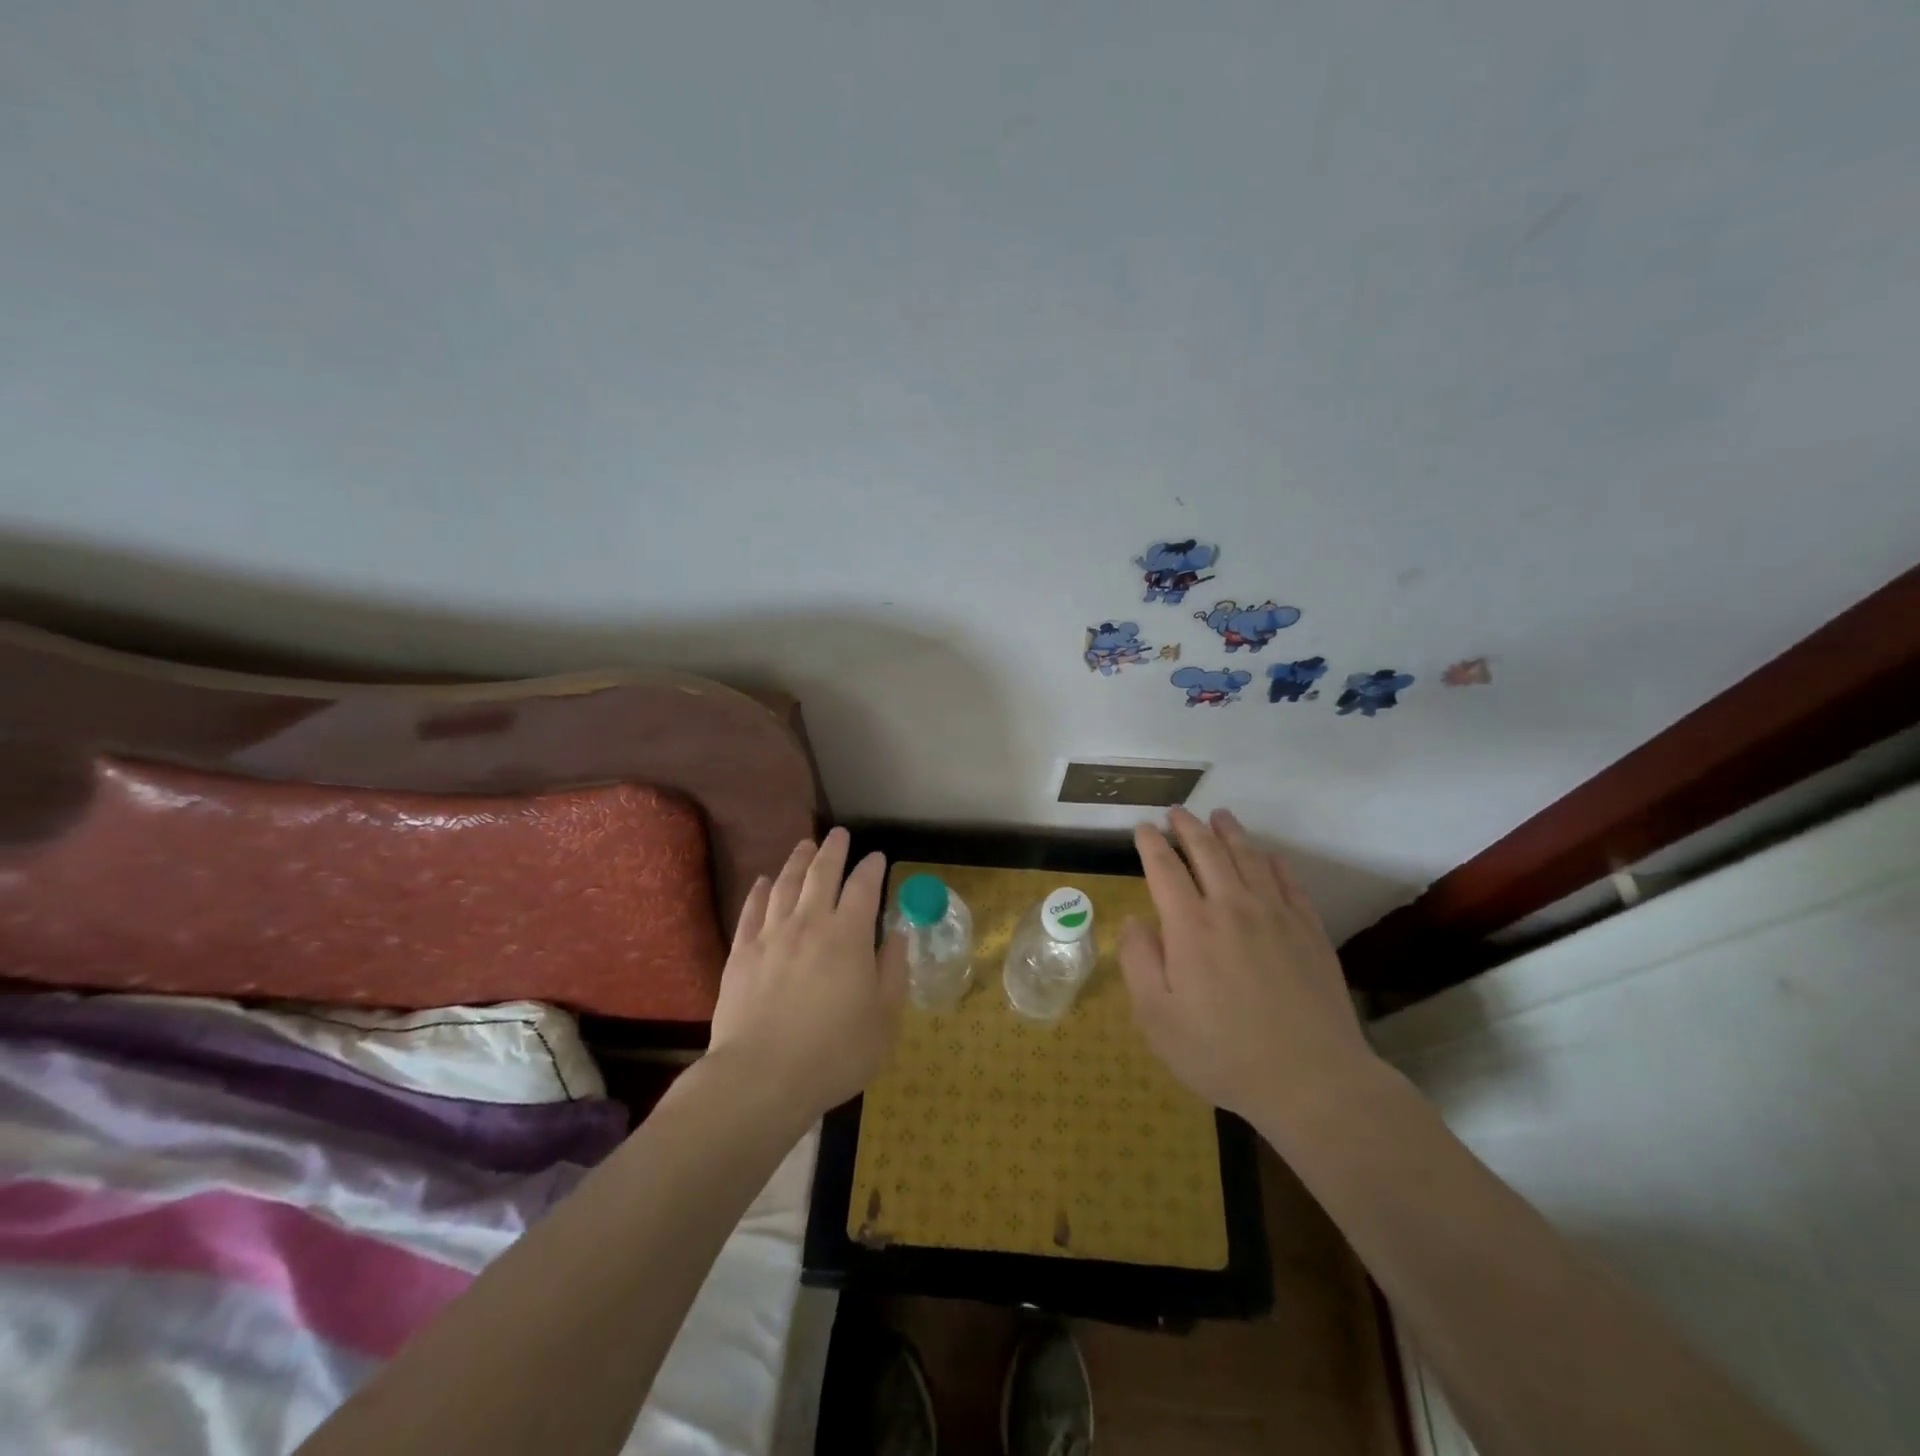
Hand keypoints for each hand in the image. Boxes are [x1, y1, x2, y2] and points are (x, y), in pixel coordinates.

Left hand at [708, 828, 906, 1117]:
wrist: (761, 1077)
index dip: (871, 868)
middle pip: (821, 874)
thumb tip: (898, 934)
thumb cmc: (834, 1052)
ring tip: (805, 846)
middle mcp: (809, 923)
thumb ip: (893, 971)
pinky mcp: (740, 953)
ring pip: (785, 884)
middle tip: (839, 834)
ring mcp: (771, 936)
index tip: (876, 857)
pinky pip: (752, 910)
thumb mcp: (884, 1019)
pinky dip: (760, 891)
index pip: (863, 887)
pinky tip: (764, 881)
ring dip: (797, 861)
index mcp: (848, 936)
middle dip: (833, 850)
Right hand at [1119, 806, 1378, 1126]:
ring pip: (1249, 857)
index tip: (1142, 829)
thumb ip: (1139, 962)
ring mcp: (1276, 915)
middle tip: (1176, 812)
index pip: (1165, 868)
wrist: (1312, 1080)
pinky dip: (1272, 860)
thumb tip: (1137, 921)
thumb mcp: (1157, 1018)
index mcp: (1190, 926)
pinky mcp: (1309, 930)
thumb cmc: (1222, 1053)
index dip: (1150, 844)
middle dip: (1187, 826)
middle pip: (1207, 851)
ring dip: (1229, 832)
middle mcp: (1232, 907)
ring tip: (1219, 815)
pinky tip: (1266, 855)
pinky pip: (1288, 880)